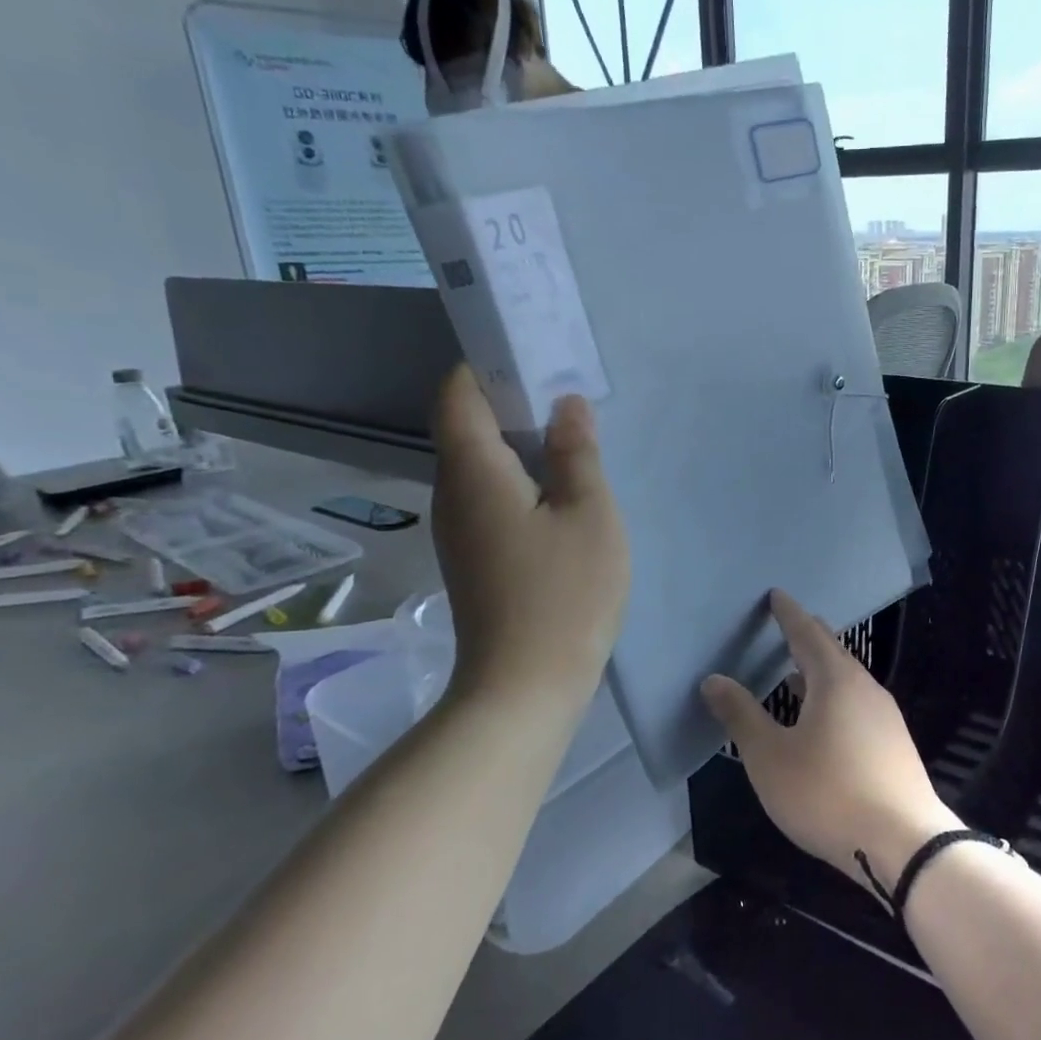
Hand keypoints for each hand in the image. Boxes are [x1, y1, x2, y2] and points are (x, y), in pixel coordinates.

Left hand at [430, 366, 627, 705]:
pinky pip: (488, 496)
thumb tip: (566, 404)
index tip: (531, 354)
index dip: (485, 365)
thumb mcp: (589, 514)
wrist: (525, 685)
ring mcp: (458, 530)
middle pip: (466, 426)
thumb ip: (578, 453)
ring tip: (571, 436)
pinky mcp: (472, 557)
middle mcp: (452, 494)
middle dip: (510, 400)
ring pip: (480, 465)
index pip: (457, 395)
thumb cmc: (564, 593)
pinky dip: (518, 478)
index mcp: (474, 472)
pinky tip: (560, 490)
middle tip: (567, 392)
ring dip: (518, 442)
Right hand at [700, 590, 960, 905]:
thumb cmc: (827, 793)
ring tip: (796, 673)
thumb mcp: (770, 757)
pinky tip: (824, 720)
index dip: (789, 614)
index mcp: (835, 680)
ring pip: (848, 680)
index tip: (777, 595)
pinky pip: (858, 703)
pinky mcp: (894, 743)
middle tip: (787, 625)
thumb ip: (741, 715)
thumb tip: (714, 680)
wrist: (903, 842)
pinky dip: (834, 696)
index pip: (808, 633)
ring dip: (821, 671)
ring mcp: (886, 716)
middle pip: (833, 652)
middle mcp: (865, 688)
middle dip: (808, 637)